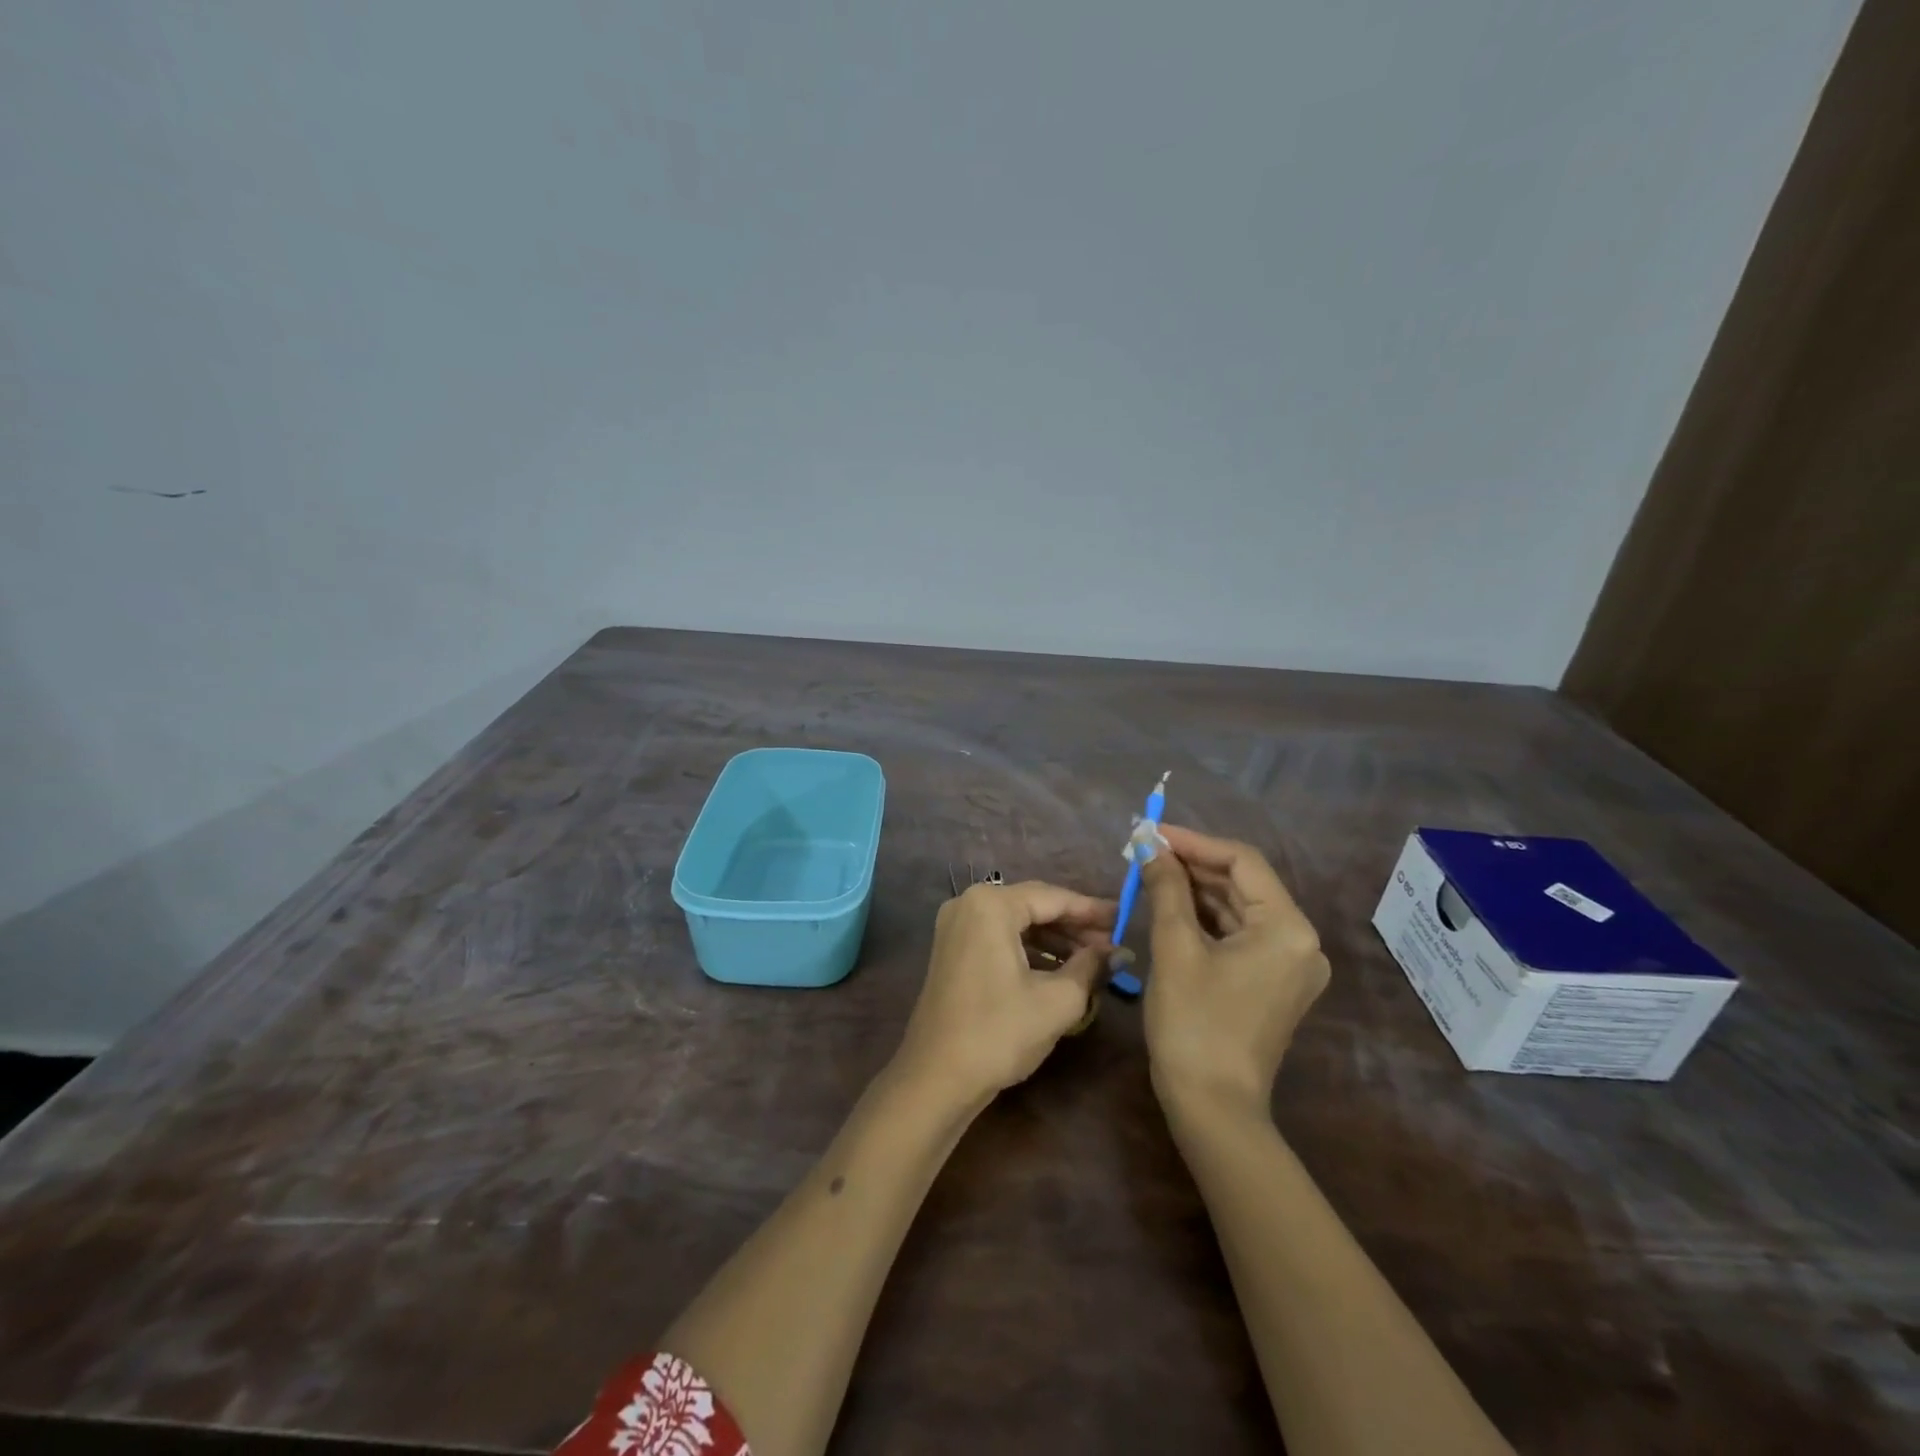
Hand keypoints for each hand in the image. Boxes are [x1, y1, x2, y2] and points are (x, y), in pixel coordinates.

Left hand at [893, 881, 1115, 1107]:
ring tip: (1093, 960)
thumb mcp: (1057, 1000)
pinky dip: (1029, 950)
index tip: (1124, 918)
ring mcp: (956, 926)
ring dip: (1054, 939)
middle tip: (1113, 943)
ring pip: (1016, 923)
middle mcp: (968, 903)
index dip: (1092, 910)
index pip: (1053, 898)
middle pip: (1033, 906)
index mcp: (991, 905)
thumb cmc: (999, 1033)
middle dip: (1074, 926)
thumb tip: (1119, 952)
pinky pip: (999, 937)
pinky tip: (1058, 969)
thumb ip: (1091, 967)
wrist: (936, 1077)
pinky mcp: (952, 949)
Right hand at [1141, 825, 1329, 1114]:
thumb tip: (1149, 844)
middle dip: (1193, 865)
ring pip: (1239, 908)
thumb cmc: (1193, 1023)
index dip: (1194, 841)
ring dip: (1196, 889)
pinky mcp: (1273, 982)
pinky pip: (1239, 934)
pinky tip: (1171, 905)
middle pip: (1243, 884)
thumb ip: (1166, 887)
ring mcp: (1289, 964)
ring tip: (1151, 872)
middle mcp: (1300, 941)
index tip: (1152, 832)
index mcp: (1287, 928)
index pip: (1242, 861)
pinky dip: (1206, 918)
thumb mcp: (1175, 948)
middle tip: (1145, 850)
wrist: (1212, 1108)